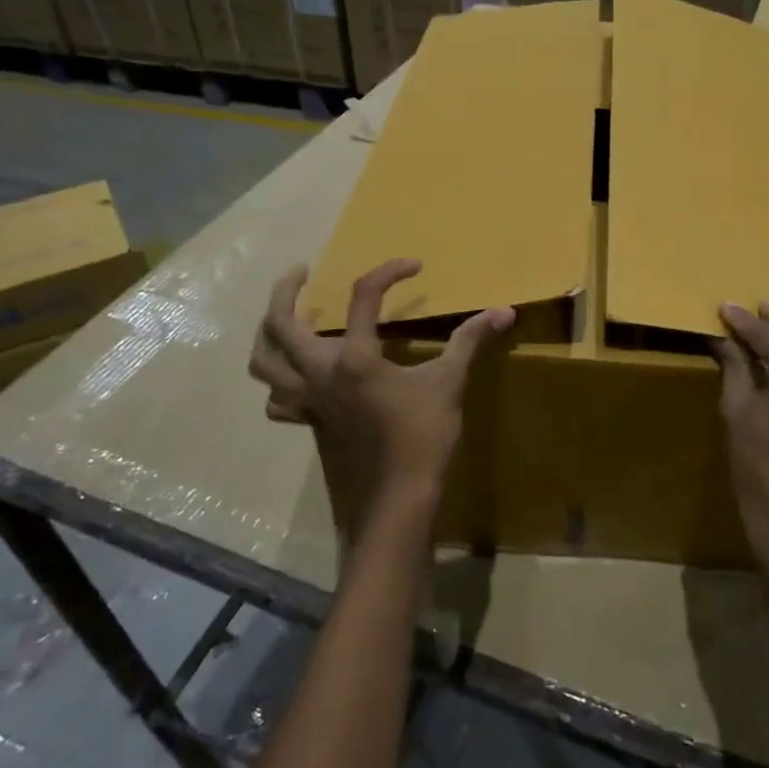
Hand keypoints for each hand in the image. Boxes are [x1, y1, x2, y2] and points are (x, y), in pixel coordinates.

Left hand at [249, 258, 513, 523]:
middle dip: (284, 290)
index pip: (364, 296)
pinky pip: (278, 398)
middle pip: (280, 324)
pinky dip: (280, 383)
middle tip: (300, 272)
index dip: (389, 272)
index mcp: (355, 358)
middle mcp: (320, 374)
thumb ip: (470, 341)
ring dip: (267, 334)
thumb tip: (504, 311)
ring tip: (282, 318)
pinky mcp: (310, 423)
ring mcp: (309, 402)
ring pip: (264, 362)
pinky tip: (296, 379)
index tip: (414, 266)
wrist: (396, 500)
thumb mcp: (449, 384)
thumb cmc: (423, 438)